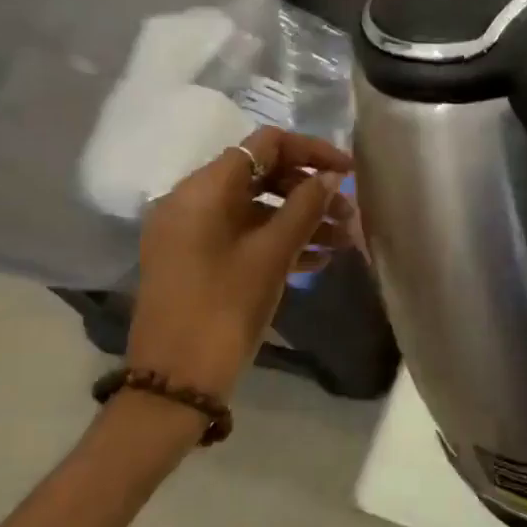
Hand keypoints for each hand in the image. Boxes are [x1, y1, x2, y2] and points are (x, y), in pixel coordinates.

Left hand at [127, 127, 354, 395]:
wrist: (176, 381)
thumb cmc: (224, 309)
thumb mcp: (271, 256)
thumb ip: (304, 208)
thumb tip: (332, 177)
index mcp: (203, 190)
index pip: (264, 146)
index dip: (311, 152)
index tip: (350, 172)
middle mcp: (192, 201)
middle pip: (261, 176)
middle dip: (309, 190)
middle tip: (351, 214)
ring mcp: (193, 233)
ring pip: (255, 210)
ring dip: (300, 219)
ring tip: (344, 241)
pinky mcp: (198, 261)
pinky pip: (243, 237)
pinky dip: (278, 241)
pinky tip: (318, 260)